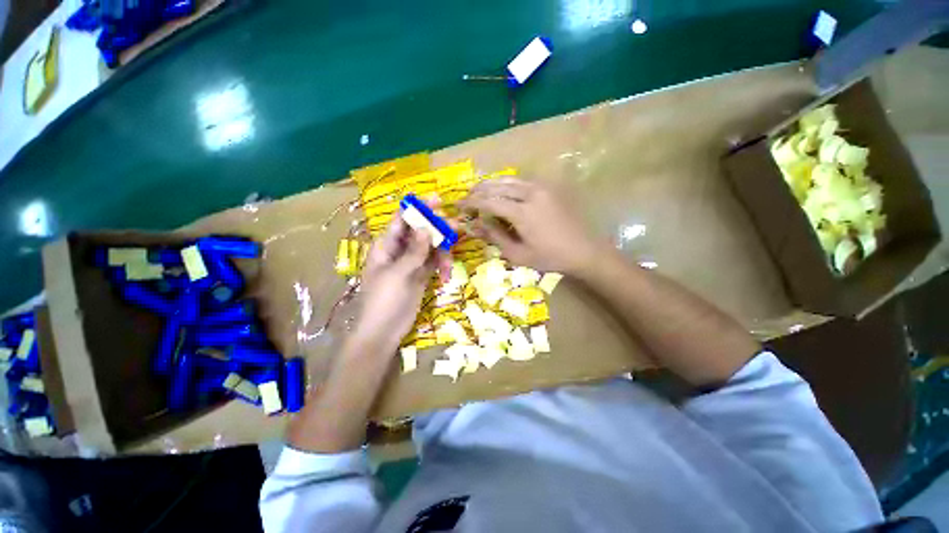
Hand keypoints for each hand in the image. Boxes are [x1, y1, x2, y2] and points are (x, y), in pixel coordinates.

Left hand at [353, 213, 448, 352]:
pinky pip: (434, 263)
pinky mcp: (421, 275)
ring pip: (431, 248)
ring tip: (449, 264)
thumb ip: (415, 251)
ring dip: (442, 252)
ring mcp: (412, 263)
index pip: (402, 220)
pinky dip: (442, 266)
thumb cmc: (384, 300)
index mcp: (386, 246)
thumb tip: (426, 227)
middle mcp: (399, 251)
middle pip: (420, 232)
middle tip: (455, 227)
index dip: (418, 209)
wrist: (384, 331)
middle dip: (437, 229)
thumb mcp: (399, 274)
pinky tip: (446, 276)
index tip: (437, 200)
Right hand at [459, 178, 597, 273]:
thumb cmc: (550, 258)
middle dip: (478, 191)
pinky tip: (501, 192)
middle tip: (466, 198)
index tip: (457, 205)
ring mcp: (541, 188)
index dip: (471, 203)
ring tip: (479, 193)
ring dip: (491, 185)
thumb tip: (474, 225)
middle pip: (497, 186)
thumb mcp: (518, 254)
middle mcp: (531, 193)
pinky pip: (521, 181)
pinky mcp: (548, 189)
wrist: (584, 250)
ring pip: (509, 179)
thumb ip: (494, 237)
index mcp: (522, 212)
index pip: (489, 201)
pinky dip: (506, 184)